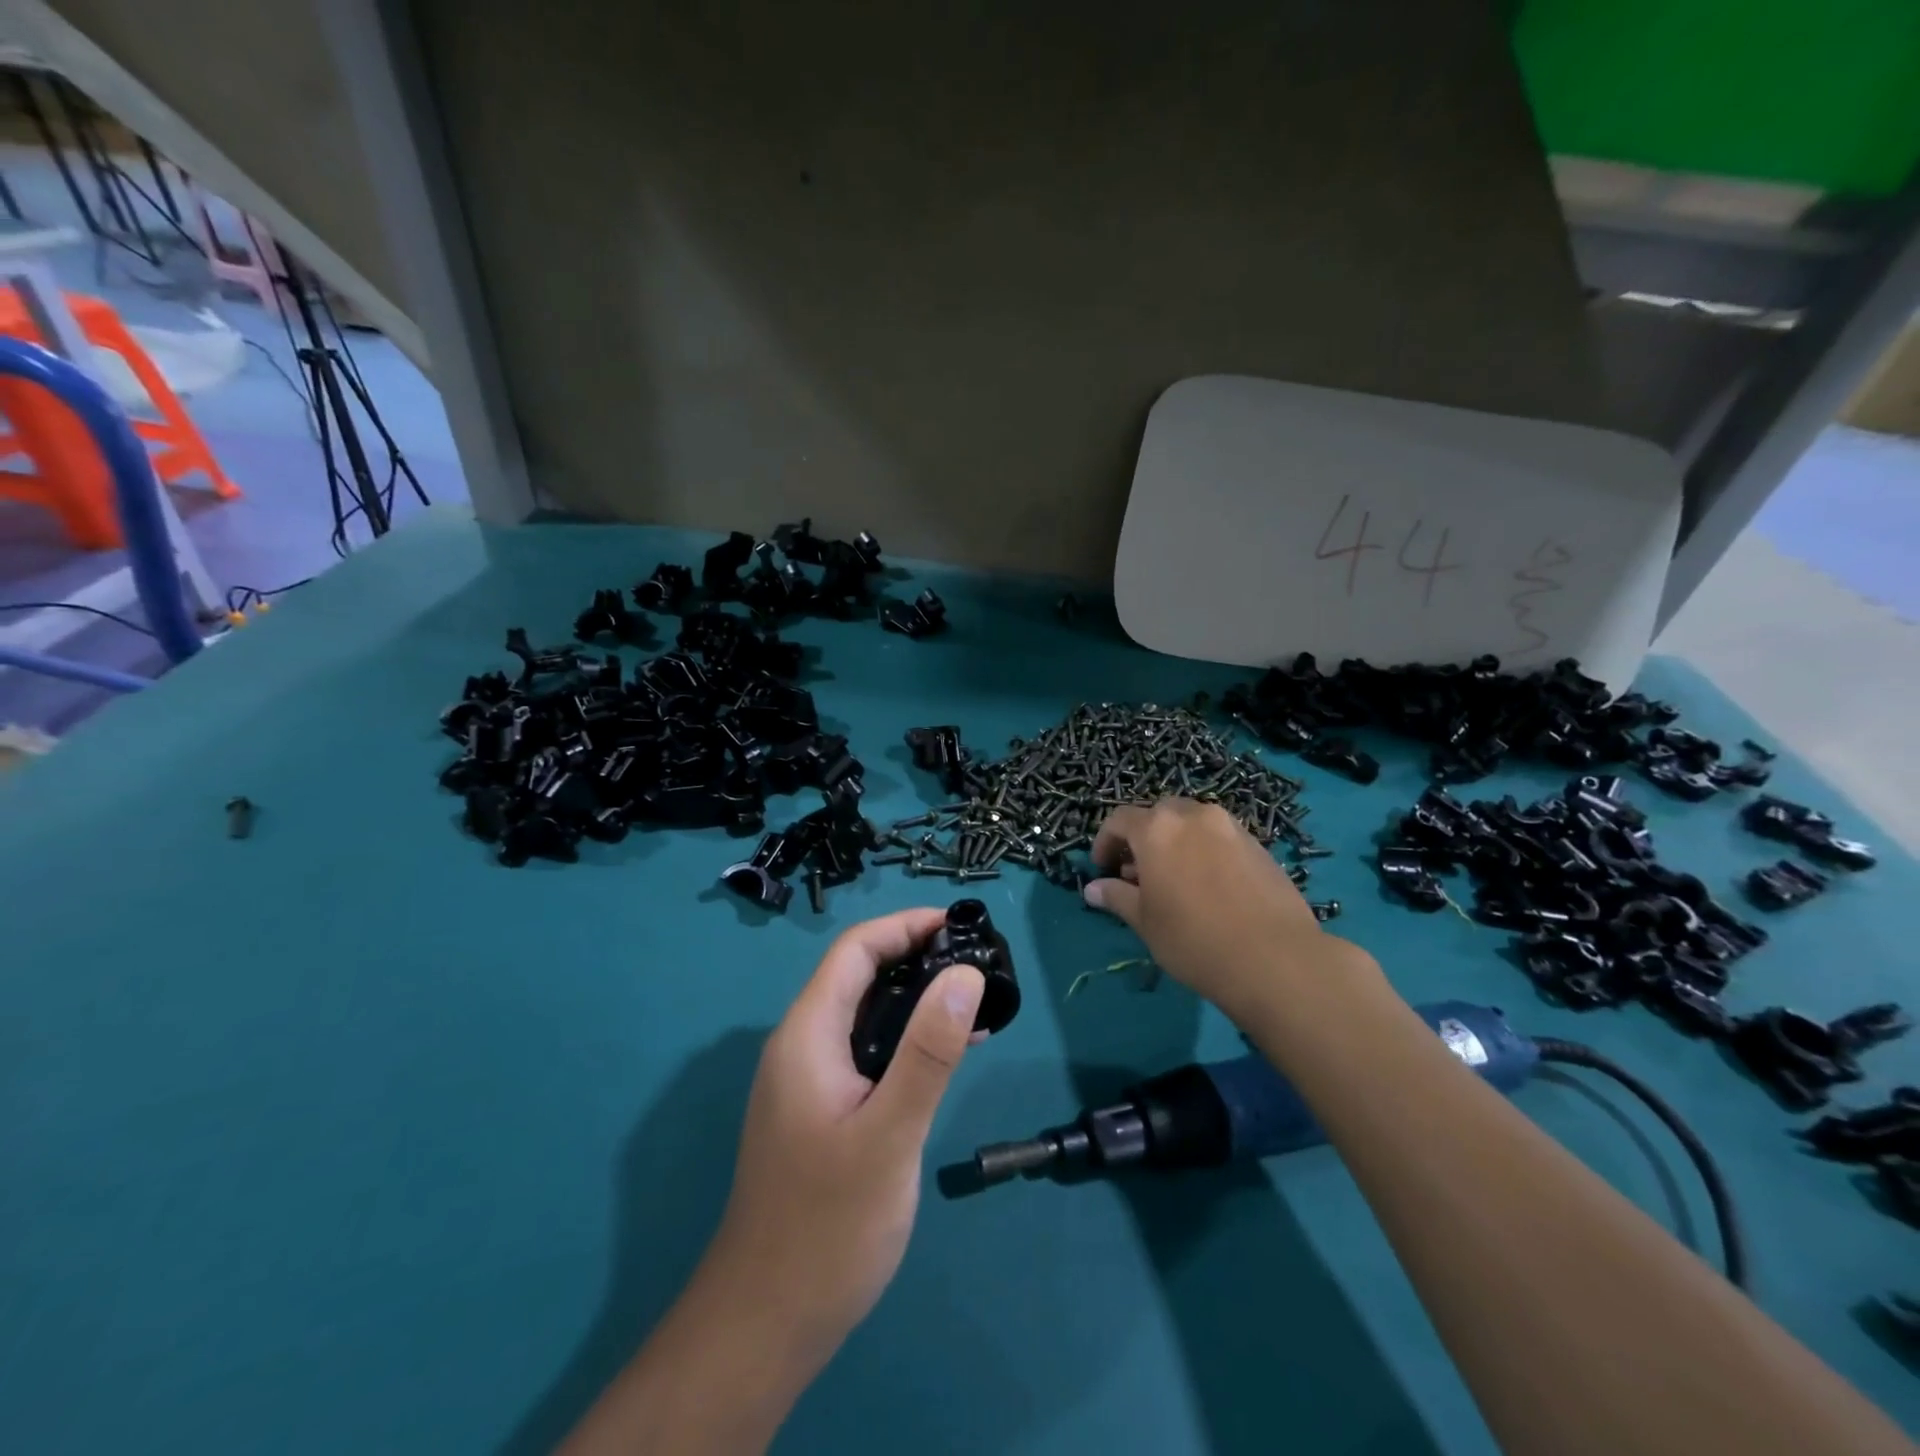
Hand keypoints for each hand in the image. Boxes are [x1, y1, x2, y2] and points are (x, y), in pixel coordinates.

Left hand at [705, 908, 985, 1376]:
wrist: (767, 1322)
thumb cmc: (828, 1225)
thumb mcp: (889, 1133)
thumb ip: (928, 1051)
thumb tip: (965, 972)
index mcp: (807, 1033)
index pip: (855, 949)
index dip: (906, 925)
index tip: (961, 924)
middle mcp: (802, 1044)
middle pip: (859, 974)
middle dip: (916, 956)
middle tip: (977, 961)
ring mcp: (809, 1079)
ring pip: (865, 1014)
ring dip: (916, 999)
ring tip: (975, 1003)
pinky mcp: (821, 1109)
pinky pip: (866, 1052)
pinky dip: (907, 1040)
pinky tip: (948, 1056)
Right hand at [1085, 798, 1348, 1018]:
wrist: (1276, 959)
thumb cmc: (1194, 940)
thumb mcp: (1145, 922)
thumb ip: (1117, 897)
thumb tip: (1093, 889)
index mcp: (1157, 828)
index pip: (1119, 820)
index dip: (1105, 843)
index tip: (1103, 869)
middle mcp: (1193, 816)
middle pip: (1158, 814)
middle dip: (1142, 838)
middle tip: (1138, 873)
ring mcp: (1230, 827)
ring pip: (1192, 823)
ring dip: (1175, 841)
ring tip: (1174, 880)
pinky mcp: (1258, 845)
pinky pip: (1219, 837)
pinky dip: (1204, 850)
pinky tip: (1208, 886)